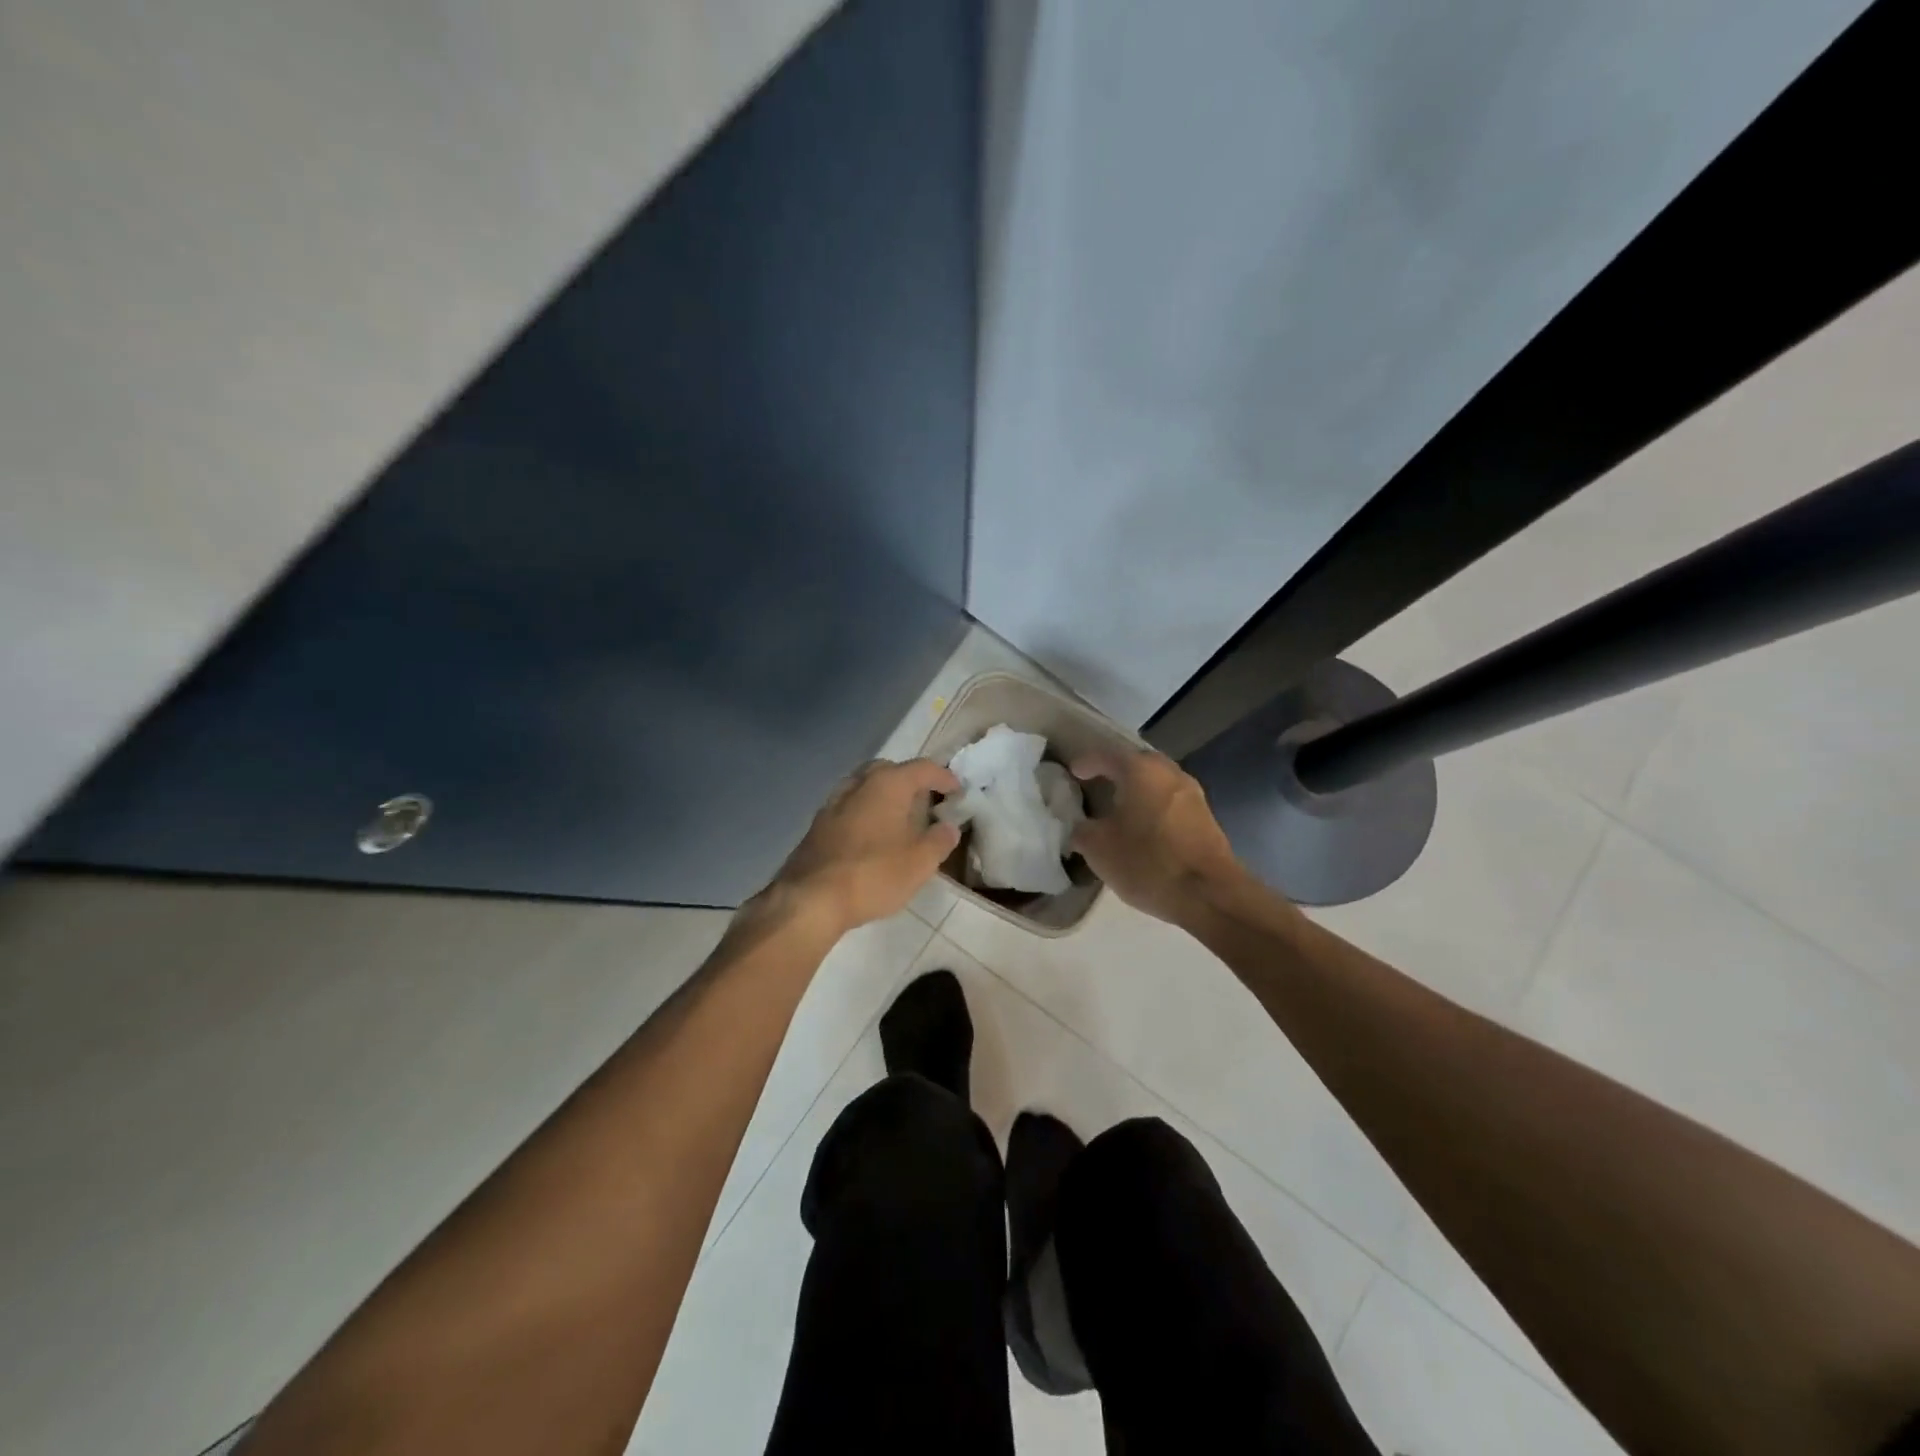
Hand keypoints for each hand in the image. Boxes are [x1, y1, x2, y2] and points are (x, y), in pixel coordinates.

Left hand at [771, 759, 961, 933]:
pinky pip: (849, 807)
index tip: (957, 792)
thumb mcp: (920, 862)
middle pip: (889, 770)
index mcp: (888, 784)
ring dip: (884, 796)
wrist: (811, 899)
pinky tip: (871, 836)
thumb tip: (948, 827)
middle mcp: (859, 784)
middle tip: (926, 801)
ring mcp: (833, 803)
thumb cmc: (874, 874)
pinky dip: (865, 812)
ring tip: (899, 818)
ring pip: (864, 787)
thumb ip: (939, 840)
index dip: (944, 777)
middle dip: (909, 781)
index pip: (922, 768)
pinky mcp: (817, 825)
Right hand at [1070, 749, 1248, 924]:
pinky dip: (1153, 805)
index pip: (1106, 755)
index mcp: (1140, 770)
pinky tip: (1143, 824)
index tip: (1073, 772)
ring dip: (1138, 789)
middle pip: (1137, 763)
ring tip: (1119, 805)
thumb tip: (1079, 825)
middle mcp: (1169, 772)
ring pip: (1157, 781)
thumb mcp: (1098, 848)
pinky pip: (1170, 800)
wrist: (1209, 894)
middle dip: (1116, 770)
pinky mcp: (1205, 816)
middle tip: (1097, 782)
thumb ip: (1081, 829)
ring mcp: (1192, 793)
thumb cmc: (1147, 862)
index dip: (1086, 762)